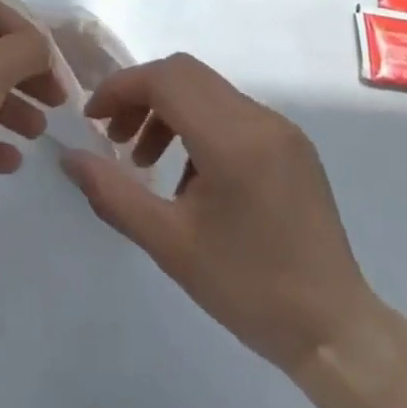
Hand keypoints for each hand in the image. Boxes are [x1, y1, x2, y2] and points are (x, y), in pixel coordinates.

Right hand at [59, 54, 381, 380]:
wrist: (337, 333)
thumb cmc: (249, 290)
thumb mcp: (170, 246)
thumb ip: (114, 194)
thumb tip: (69, 158)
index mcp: (232, 140)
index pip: (164, 80)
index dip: (121, 88)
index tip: (93, 118)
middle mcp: (259, 118)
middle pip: (184, 73)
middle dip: (141, 94)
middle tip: (114, 136)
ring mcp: (280, 127)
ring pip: (207, 89)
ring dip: (168, 108)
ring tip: (145, 160)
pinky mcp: (292, 142)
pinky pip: (231, 111)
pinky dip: (198, 123)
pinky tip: (188, 175)